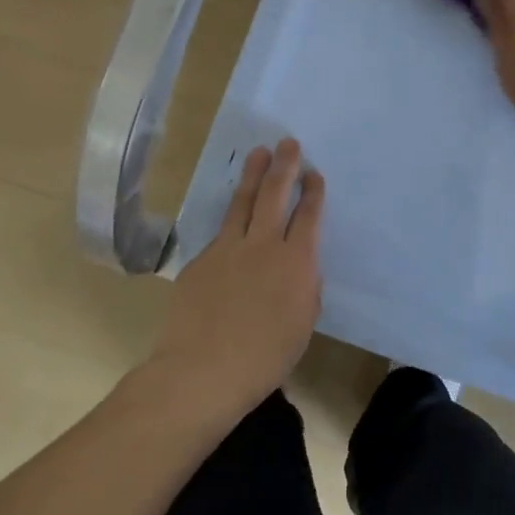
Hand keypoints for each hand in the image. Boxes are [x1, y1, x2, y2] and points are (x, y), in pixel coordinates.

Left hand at [149, 139, 325, 417]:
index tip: (314, 174)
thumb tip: (300, 268)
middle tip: (288, 143)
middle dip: (284, 166)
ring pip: (243, 203)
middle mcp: (263, 245)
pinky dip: (231, 221)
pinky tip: (233, 220)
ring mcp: (227, 249)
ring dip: (253, 175)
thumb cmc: (265, 357)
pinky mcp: (201, 259)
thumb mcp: (302, 323)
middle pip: (274, 195)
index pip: (308, 216)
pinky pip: (220, 234)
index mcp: (296, 262)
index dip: (312, 192)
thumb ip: (304, 287)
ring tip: (258, 153)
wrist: (203, 370)